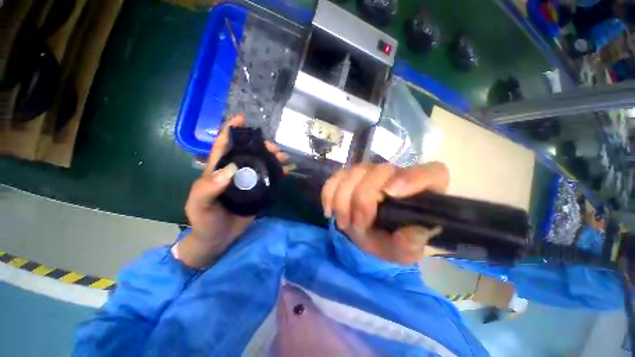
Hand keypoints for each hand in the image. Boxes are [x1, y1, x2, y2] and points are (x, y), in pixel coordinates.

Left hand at [178, 115, 287, 267]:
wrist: (219, 238)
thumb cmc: (205, 220)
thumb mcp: (199, 205)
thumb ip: (209, 188)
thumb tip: (229, 170)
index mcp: (217, 170)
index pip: (222, 146)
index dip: (231, 131)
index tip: (241, 119)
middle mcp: (234, 172)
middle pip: (248, 152)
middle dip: (261, 146)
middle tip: (274, 148)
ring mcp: (247, 181)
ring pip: (261, 163)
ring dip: (272, 158)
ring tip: (284, 157)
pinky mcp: (258, 190)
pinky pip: (268, 177)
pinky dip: (277, 172)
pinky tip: (285, 171)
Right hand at [322, 163, 448, 264]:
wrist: (371, 234)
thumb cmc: (392, 241)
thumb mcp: (404, 251)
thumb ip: (411, 244)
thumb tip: (413, 232)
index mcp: (423, 191)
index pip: (431, 173)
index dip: (411, 178)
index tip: (390, 194)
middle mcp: (397, 174)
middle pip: (380, 171)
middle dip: (363, 200)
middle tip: (358, 225)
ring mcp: (371, 171)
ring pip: (355, 172)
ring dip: (344, 200)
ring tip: (344, 223)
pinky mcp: (350, 175)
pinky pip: (336, 178)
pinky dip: (329, 194)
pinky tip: (330, 211)